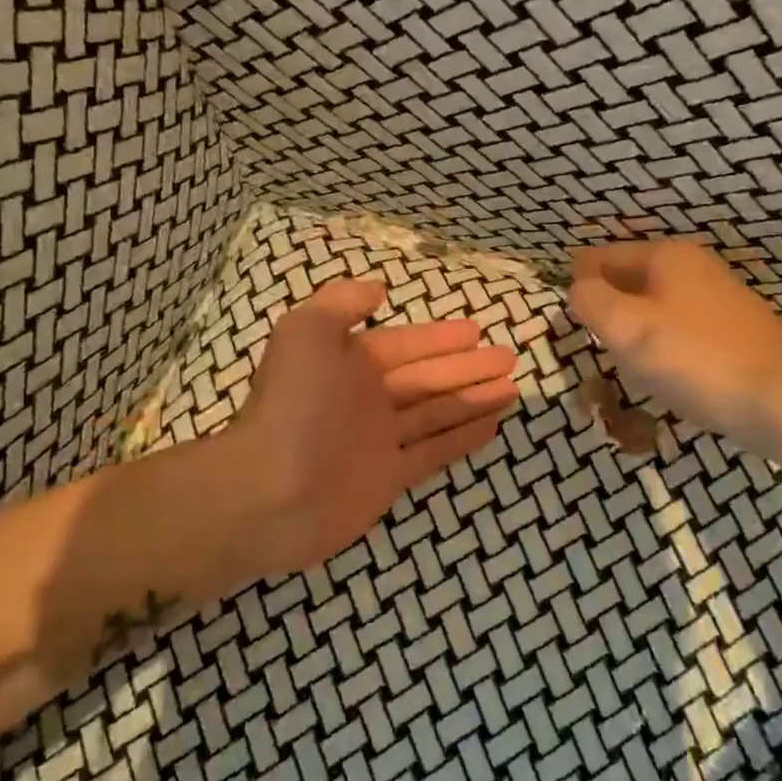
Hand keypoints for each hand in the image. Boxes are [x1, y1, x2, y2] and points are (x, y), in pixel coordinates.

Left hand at [227, 279, 519, 576]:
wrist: (271, 491)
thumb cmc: (294, 406)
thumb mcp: (306, 332)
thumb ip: (341, 303)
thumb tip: (378, 289)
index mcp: (349, 364)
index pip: (405, 345)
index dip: (440, 338)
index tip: (478, 330)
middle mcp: (367, 399)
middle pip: (427, 378)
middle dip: (467, 367)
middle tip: (509, 357)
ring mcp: (379, 441)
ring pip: (436, 413)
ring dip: (472, 400)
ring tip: (511, 389)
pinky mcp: (389, 478)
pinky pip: (433, 452)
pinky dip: (461, 438)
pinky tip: (492, 427)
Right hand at [568, 241, 781, 441]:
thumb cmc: (694, 359)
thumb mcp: (627, 327)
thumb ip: (590, 300)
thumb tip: (577, 287)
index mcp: (666, 256)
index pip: (602, 256)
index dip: (577, 280)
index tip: (562, 310)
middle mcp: (694, 268)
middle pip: (629, 280)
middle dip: (605, 306)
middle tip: (588, 340)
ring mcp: (717, 300)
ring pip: (653, 307)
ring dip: (632, 331)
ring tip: (620, 362)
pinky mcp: (732, 333)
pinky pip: (678, 331)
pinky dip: (660, 347)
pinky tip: (661, 374)